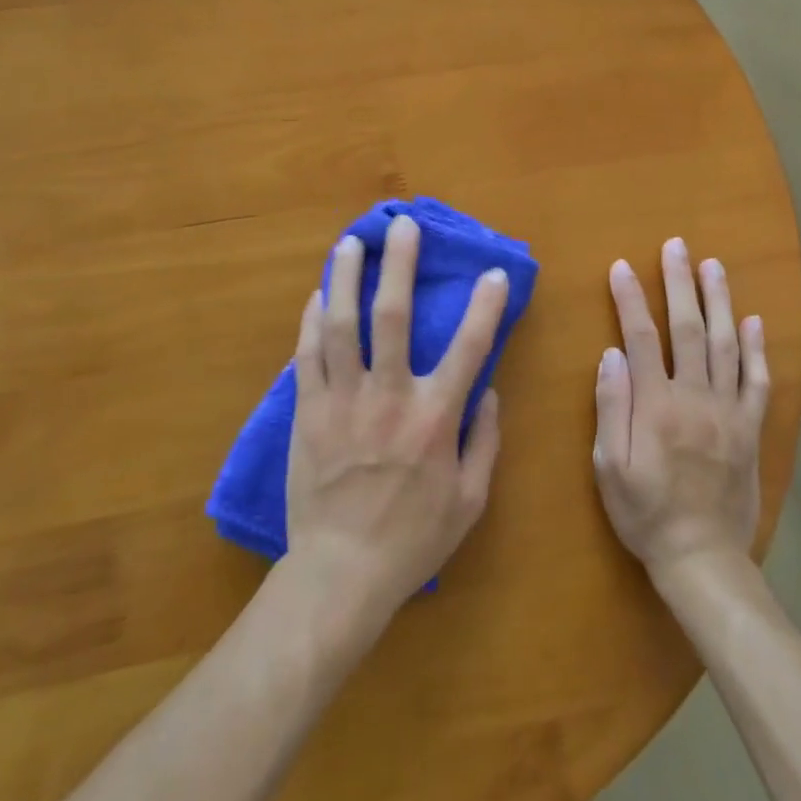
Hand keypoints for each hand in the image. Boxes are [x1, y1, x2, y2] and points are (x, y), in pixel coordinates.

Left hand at [283, 215, 506, 626]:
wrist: (340, 574)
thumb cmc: (413, 539)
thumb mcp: (470, 500)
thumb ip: (485, 441)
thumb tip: (489, 391)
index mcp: (434, 418)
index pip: (469, 347)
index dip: (486, 305)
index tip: (494, 272)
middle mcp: (388, 396)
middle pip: (391, 316)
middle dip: (399, 264)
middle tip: (402, 225)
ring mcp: (342, 401)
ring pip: (341, 325)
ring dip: (347, 278)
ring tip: (351, 243)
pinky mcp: (307, 412)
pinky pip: (307, 356)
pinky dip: (311, 322)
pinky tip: (317, 295)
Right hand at [592, 238, 768, 581]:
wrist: (703, 559)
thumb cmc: (645, 513)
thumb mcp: (610, 467)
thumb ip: (611, 408)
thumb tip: (611, 354)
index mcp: (656, 406)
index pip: (641, 337)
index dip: (630, 298)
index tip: (622, 266)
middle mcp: (695, 398)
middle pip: (689, 329)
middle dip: (681, 283)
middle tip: (678, 245)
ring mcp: (729, 412)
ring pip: (727, 345)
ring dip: (720, 301)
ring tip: (714, 266)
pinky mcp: (751, 429)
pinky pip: (757, 381)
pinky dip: (758, 349)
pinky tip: (755, 321)